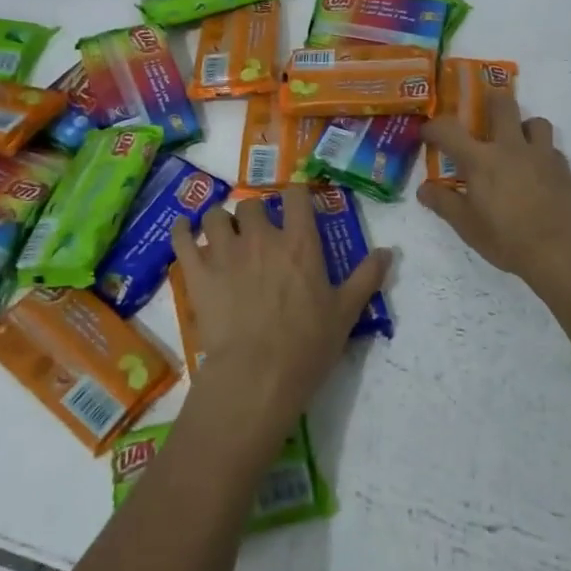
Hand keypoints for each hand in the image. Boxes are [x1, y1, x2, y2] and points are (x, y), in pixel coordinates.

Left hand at [170, 186, 389, 450]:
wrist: (257, 375)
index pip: (295, 196)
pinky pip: (182, 238)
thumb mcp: (346, 312)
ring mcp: (225, 252)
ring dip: (219, 221)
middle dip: (253, 213)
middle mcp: (260, 237)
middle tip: (256, 232)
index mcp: (299, 242)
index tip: (294, 204)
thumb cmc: (306, 345)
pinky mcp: (197, 272)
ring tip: (222, 235)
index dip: (294, 195)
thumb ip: (366, 277)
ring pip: (215, 216)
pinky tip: (184, 230)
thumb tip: (388, 251)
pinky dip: (182, 231)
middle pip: (251, 204)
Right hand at [419, 91, 570, 291]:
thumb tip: (424, 188)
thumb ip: (444, 203)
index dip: (433, 126)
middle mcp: (511, 147)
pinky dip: (542, 153)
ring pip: (535, 121)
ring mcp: (542, 154)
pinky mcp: (564, 167)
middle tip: (482, 116)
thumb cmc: (508, 240)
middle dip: (489, 102)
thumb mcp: (467, 226)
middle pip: (502, 104)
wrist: (564, 251)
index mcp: (481, 160)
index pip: (449, 129)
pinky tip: (538, 173)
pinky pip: (552, 148)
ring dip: (523, 126)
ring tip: (516, 145)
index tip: (428, 132)